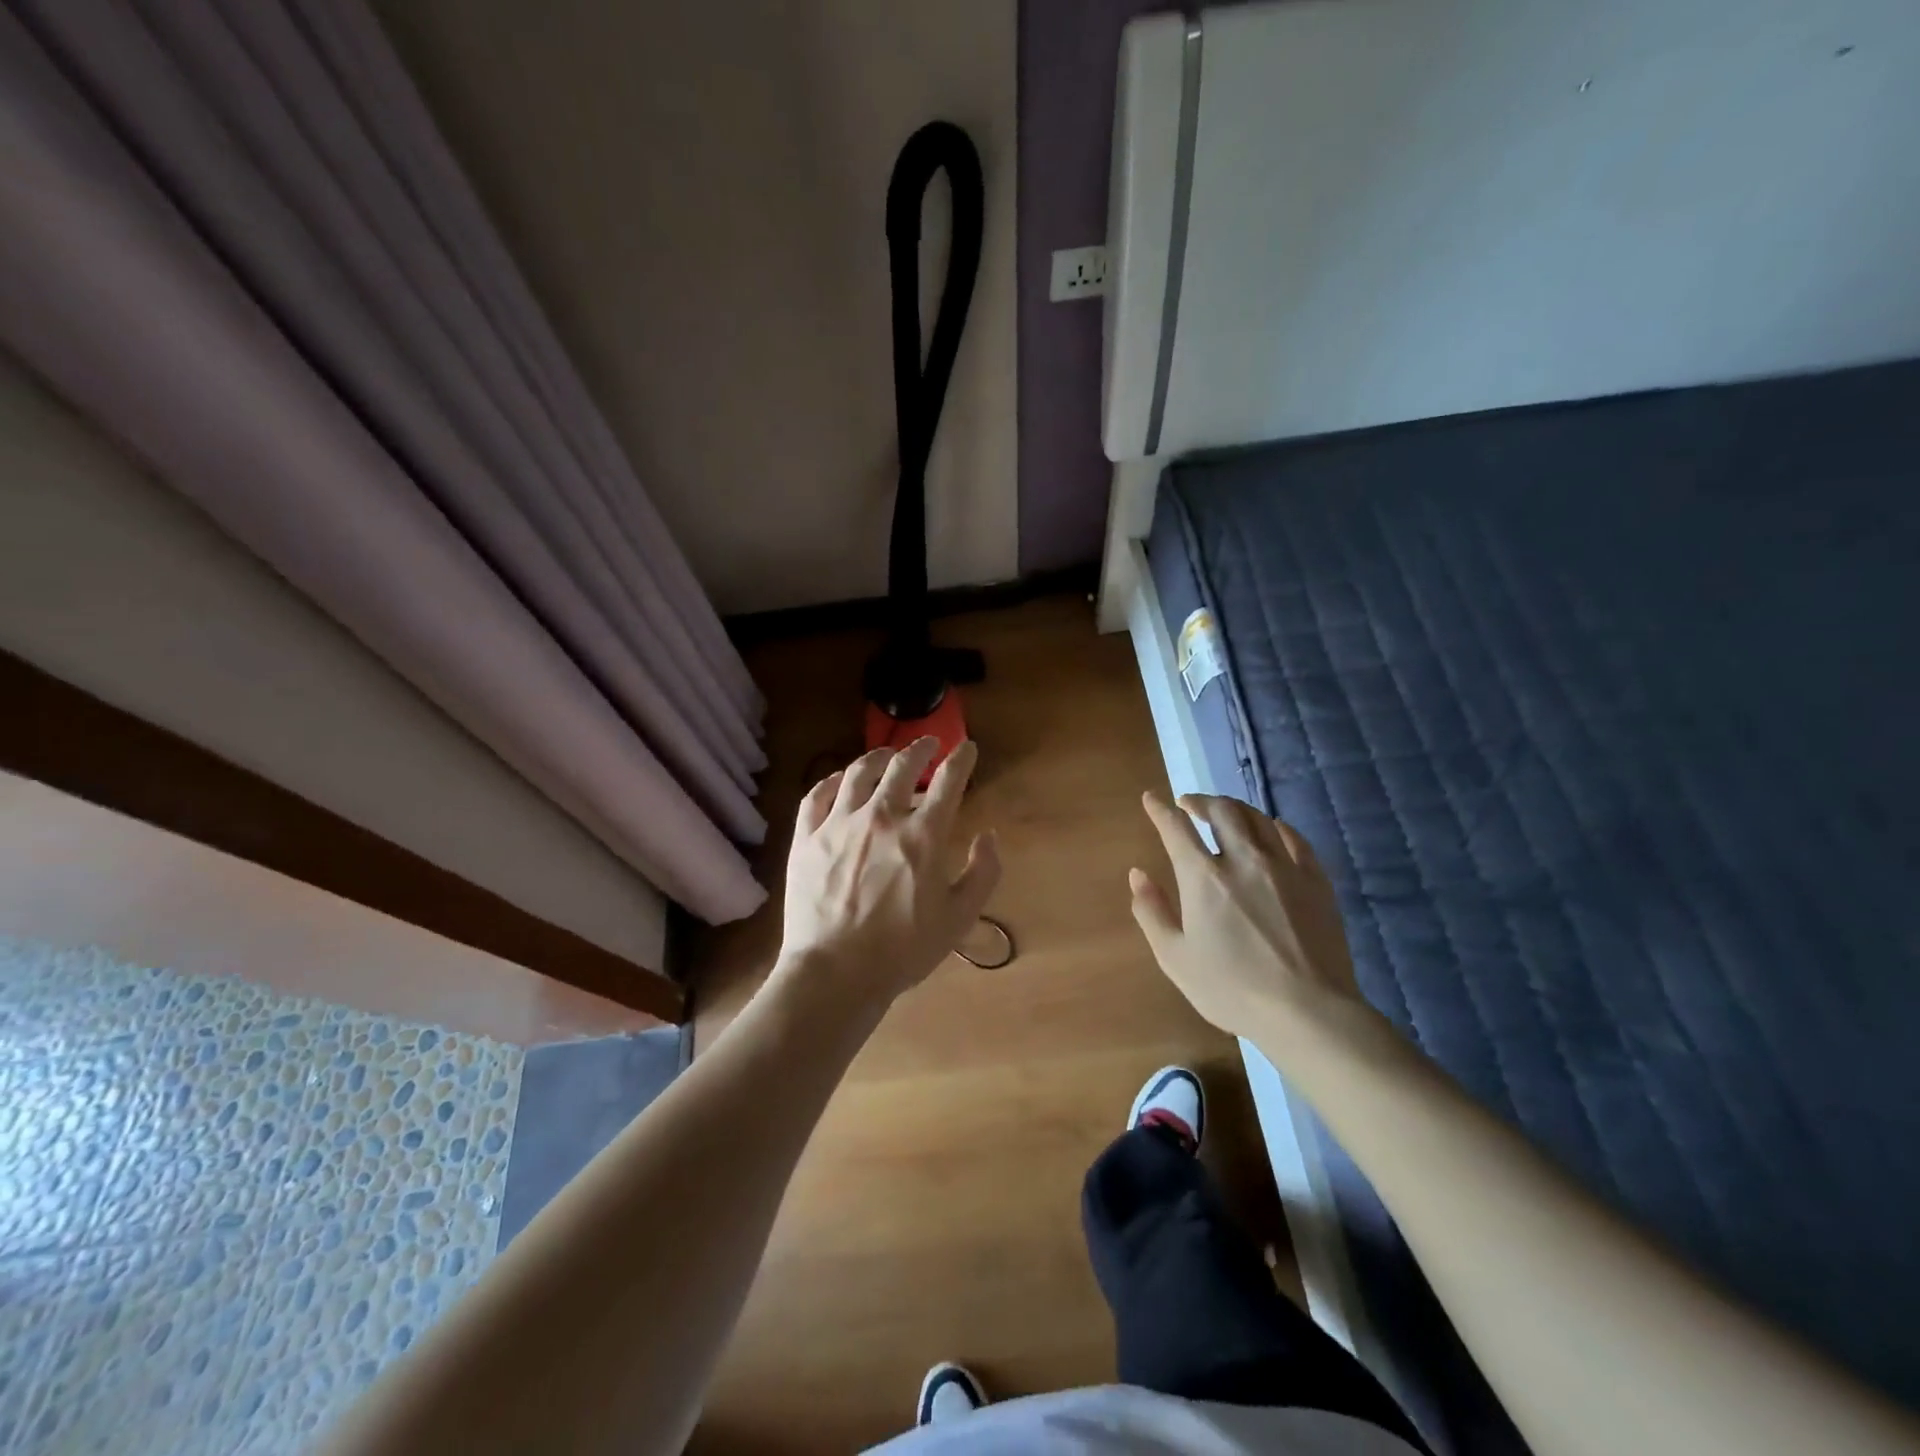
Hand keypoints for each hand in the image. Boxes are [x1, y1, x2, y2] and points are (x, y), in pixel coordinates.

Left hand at [778, 738, 1000, 1005]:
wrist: (835, 973)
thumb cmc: (903, 950)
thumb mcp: (959, 917)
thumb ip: (982, 873)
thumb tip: (988, 836)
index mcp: (923, 835)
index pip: (948, 781)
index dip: (961, 759)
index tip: (967, 748)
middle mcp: (882, 817)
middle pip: (902, 766)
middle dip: (920, 748)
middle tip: (929, 743)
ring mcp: (839, 824)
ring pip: (858, 773)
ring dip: (878, 757)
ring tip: (886, 755)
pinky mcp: (806, 838)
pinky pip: (817, 796)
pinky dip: (831, 781)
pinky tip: (838, 780)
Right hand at [1130, 791, 1366, 1038]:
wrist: (1307, 1011)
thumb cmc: (1232, 989)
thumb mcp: (1175, 958)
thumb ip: (1151, 912)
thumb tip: (1138, 874)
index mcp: (1203, 877)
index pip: (1176, 827)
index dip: (1160, 809)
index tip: (1151, 798)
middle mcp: (1242, 859)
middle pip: (1221, 810)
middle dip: (1200, 801)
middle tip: (1189, 804)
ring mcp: (1283, 866)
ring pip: (1257, 818)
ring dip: (1234, 809)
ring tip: (1225, 814)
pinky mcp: (1316, 879)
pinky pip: (1294, 838)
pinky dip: (1275, 827)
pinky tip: (1270, 831)